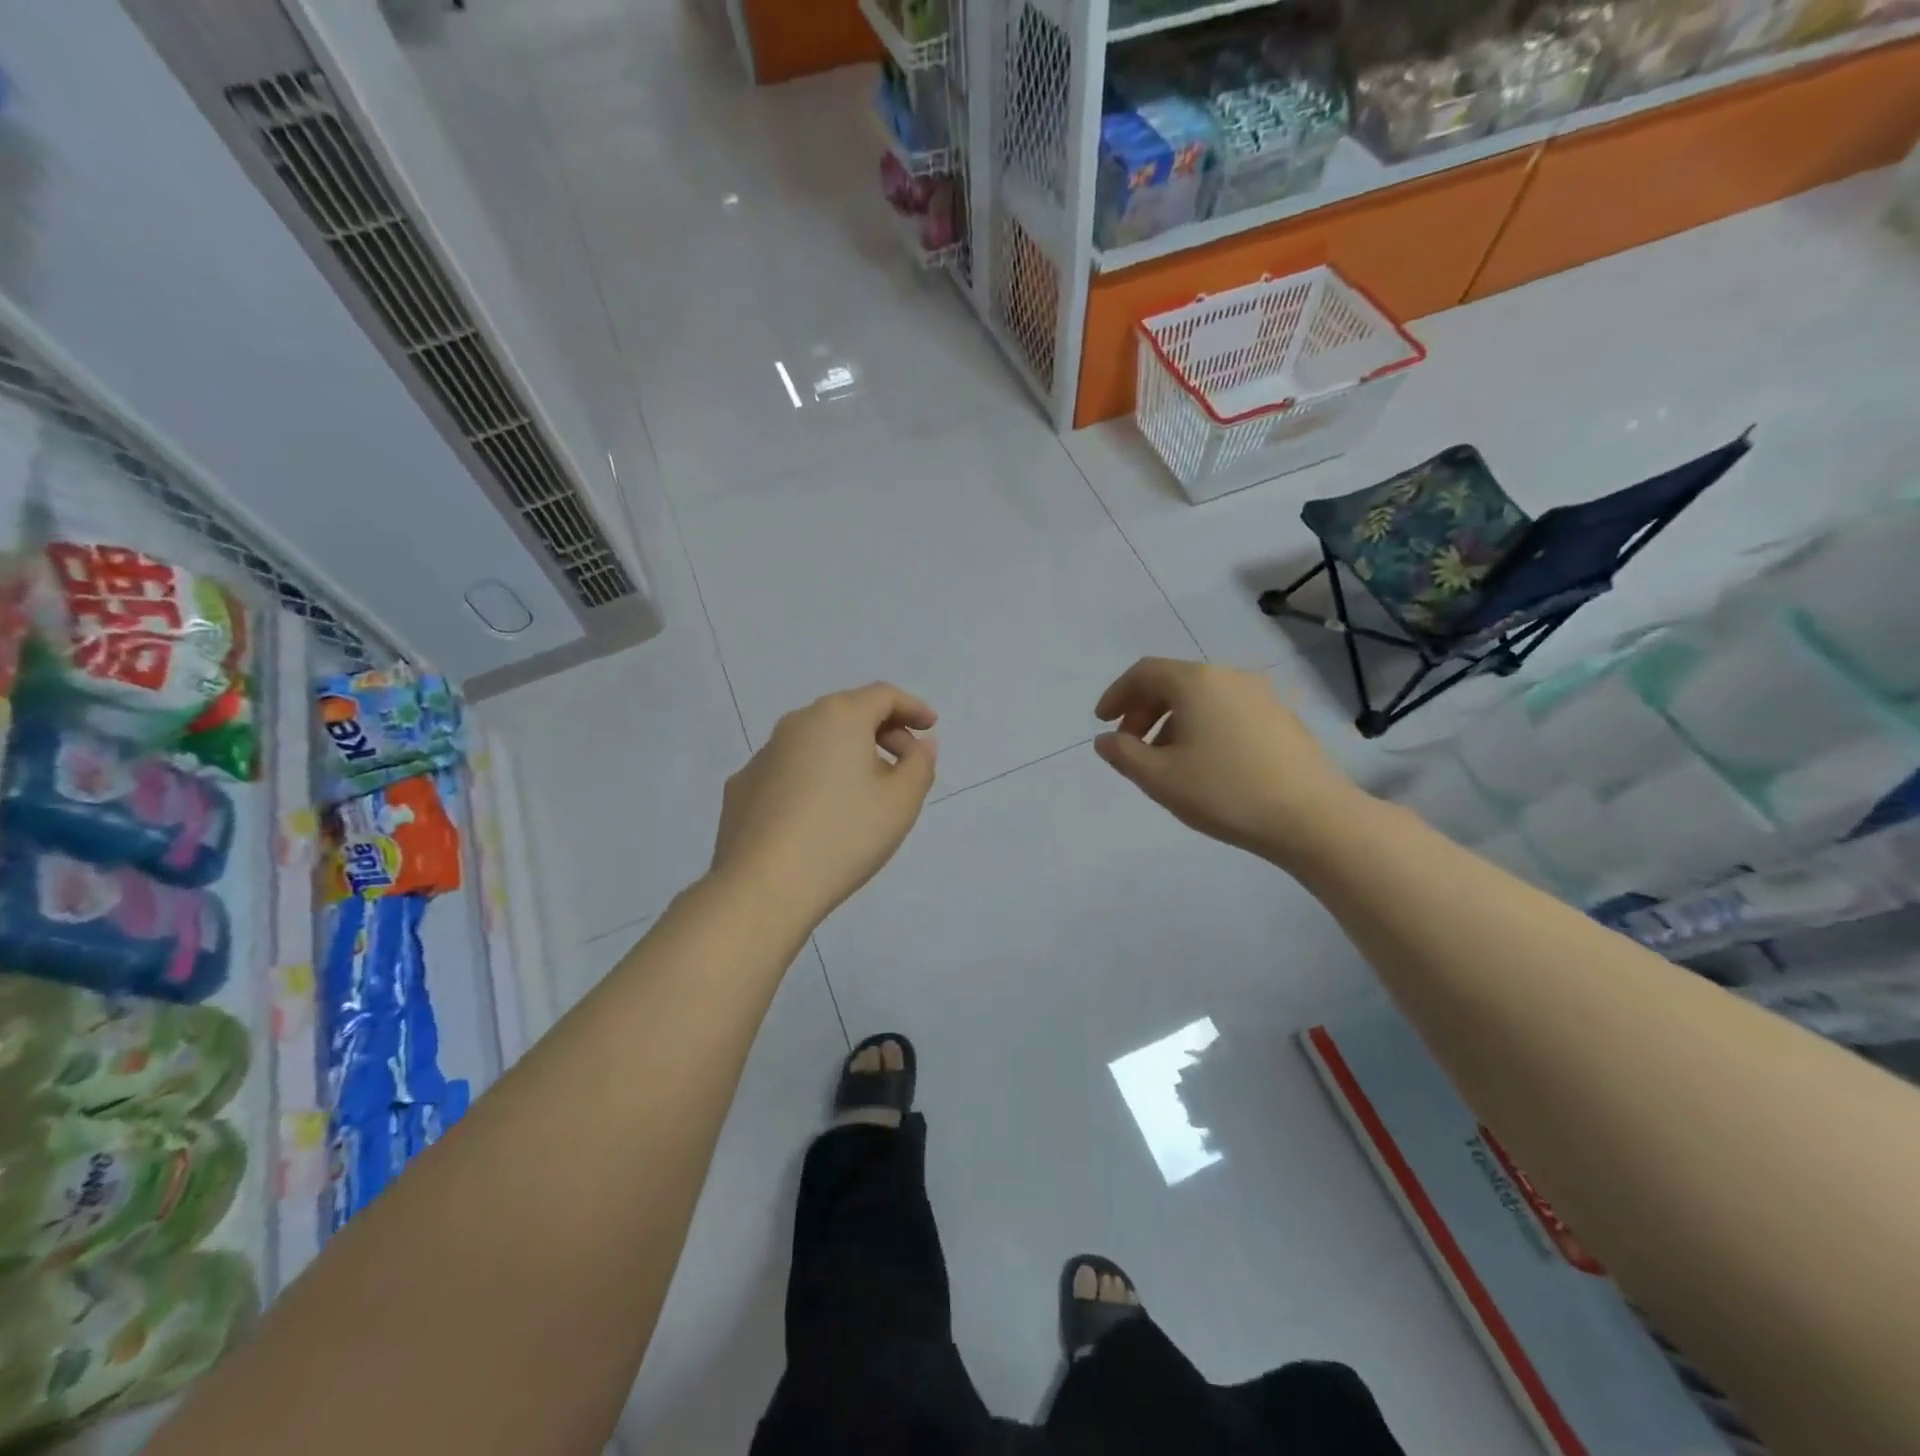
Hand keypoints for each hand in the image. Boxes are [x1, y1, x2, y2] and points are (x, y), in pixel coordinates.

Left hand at [711, 683, 937, 924]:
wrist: (764, 886)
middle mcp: (796, 723)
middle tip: (905, 764)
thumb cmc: (845, 835)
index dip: (912, 707)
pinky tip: (820, 815)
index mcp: (838, 717)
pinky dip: (813, 778)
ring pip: (815, 742)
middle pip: (847, 713)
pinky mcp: (742, 787)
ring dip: (846, 755)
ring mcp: (762, 755)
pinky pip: (789, 770)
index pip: (883, 695)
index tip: (930, 726)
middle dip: (882, 731)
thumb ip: (920, 764)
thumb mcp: (902, 801)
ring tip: (865, 793)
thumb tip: (918, 744)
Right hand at [1093, 657, 1363, 866]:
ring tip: (1166, 761)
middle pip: (1174, 682)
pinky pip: (1228, 711)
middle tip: (1129, 746)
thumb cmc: (1226, 793)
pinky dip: (1204, 727)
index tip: (1102, 722)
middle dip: (1143, 711)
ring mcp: (1262, 696)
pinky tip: (1206, 764)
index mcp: (1197, 682)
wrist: (1313, 818)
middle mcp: (1230, 677)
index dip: (1117, 694)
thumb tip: (1105, 739)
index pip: (1144, 672)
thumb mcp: (1159, 778)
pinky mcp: (1282, 718)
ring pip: (1202, 698)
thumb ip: (1123, 754)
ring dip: (1173, 722)